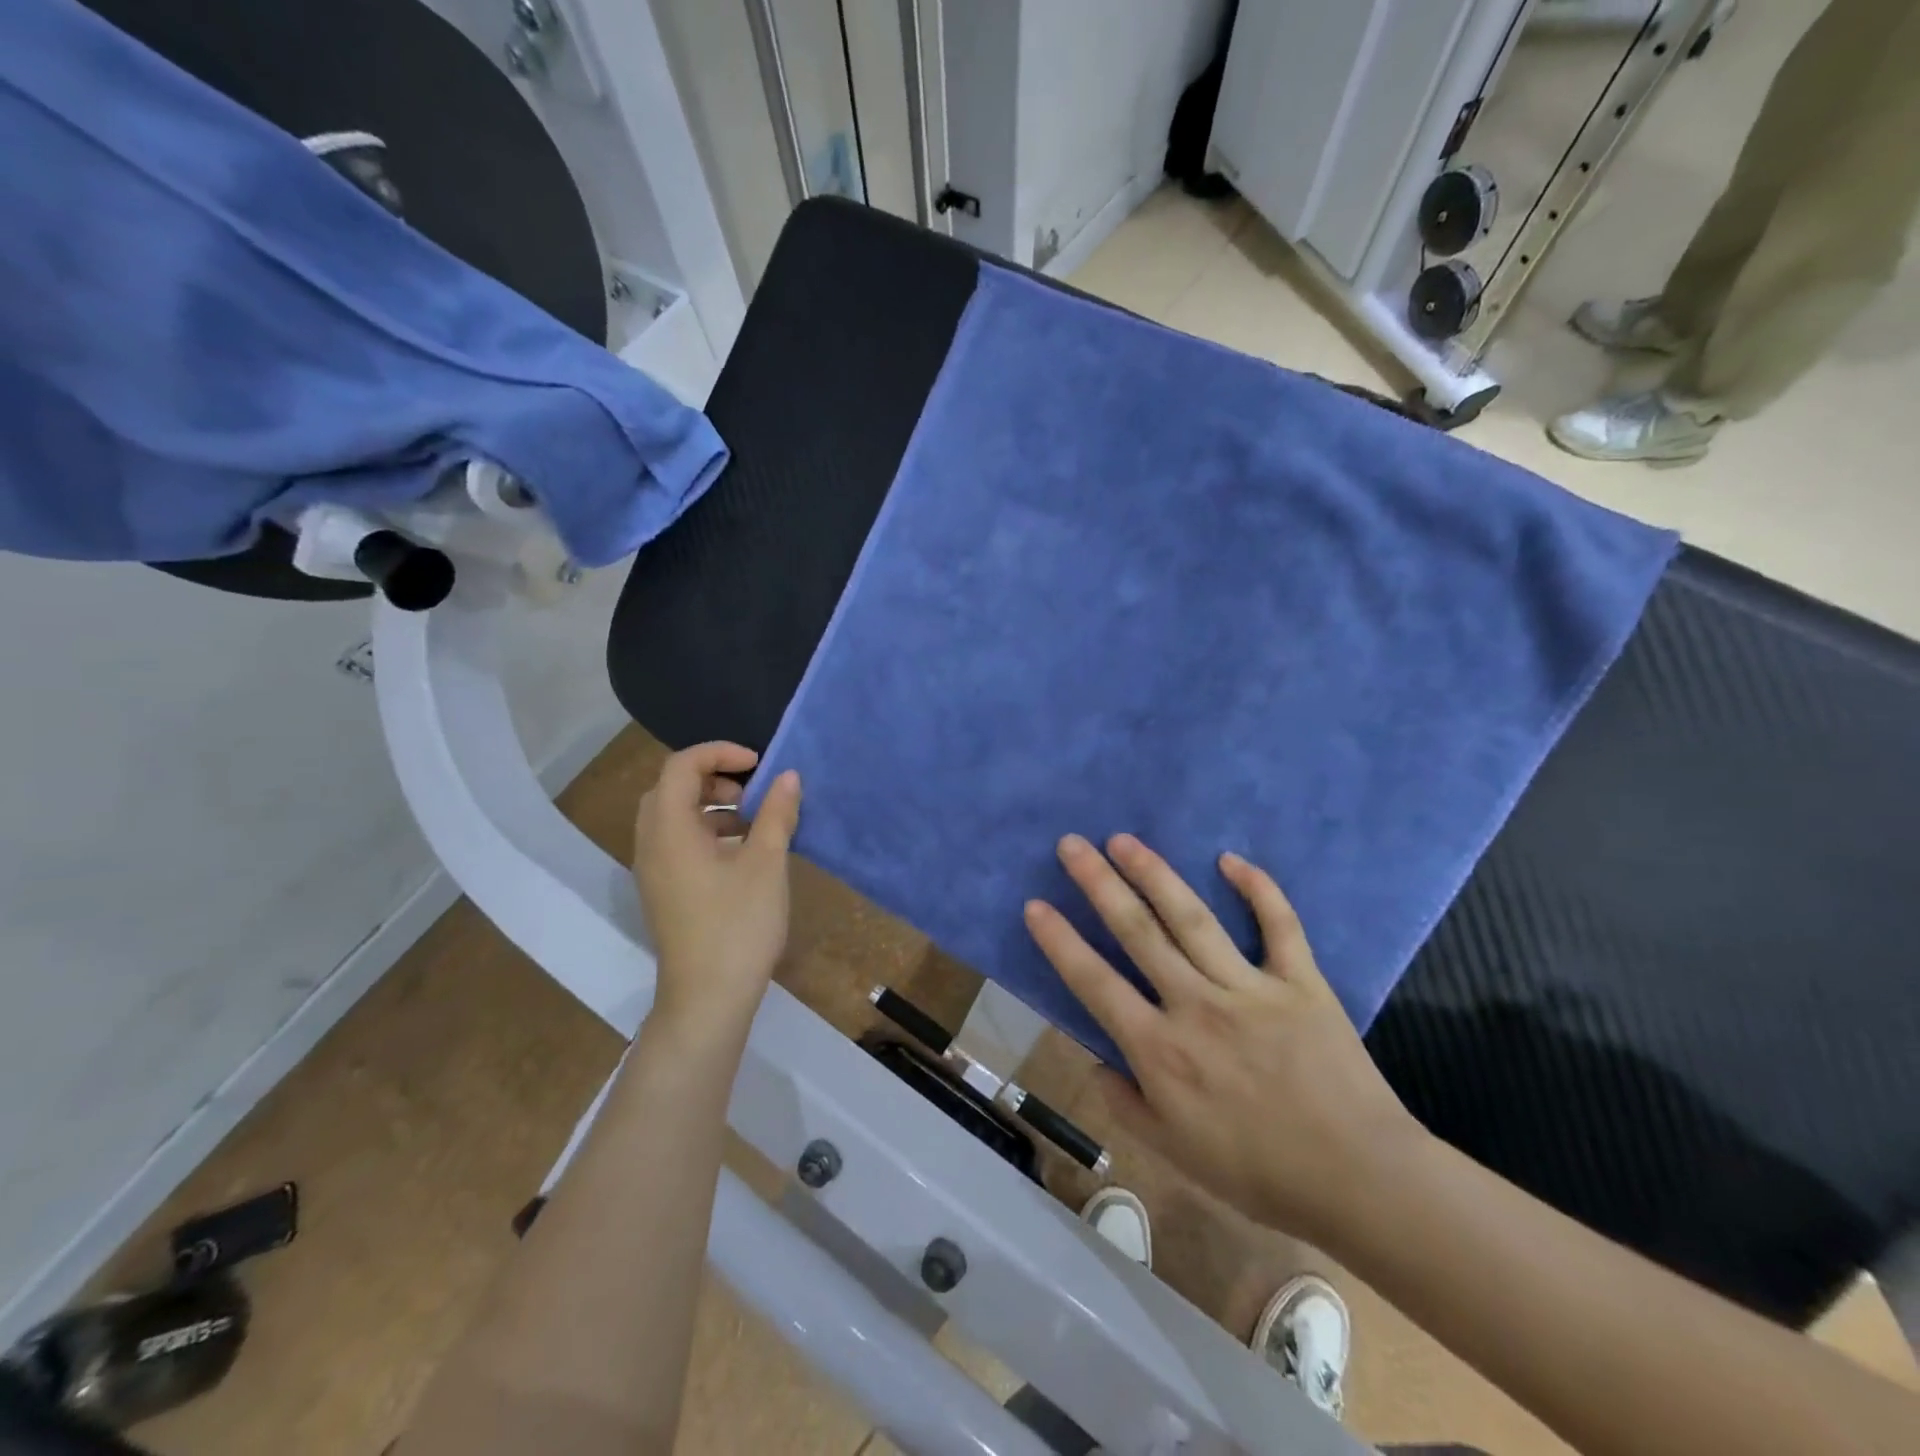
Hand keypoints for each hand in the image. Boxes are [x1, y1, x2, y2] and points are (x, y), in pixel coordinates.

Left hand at [632, 743, 801, 1036]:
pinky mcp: (663, 891)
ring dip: (711, 806)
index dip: (720, 753)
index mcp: (669, 829)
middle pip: (671, 788)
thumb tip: (788, 776)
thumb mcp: (766, 863)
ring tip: (754, 822)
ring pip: (673, 817)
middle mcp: (651, 843)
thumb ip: (776, 813)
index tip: (759, 764)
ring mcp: (653, 870)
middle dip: (714, 779)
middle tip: (752, 792)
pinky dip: (706, 832)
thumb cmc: (738, 924)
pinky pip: (677, 842)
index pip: (681, 766)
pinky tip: (742, 853)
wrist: (708, 998)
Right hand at [1025, 834, 1424, 1243]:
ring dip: (1154, 873)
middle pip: (1138, 931)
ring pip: (1192, 917)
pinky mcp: (1300, 981)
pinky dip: (1258, 889)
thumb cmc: (1259, 1172)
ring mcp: (1250, 988)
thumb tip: (1094, 1060)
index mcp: (1160, 1050)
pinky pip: (1278, 925)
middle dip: (1099, 883)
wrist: (1359, 1180)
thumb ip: (1124, 1104)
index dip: (1060, 941)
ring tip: (1123, 840)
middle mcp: (1196, 1005)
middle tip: (1072, 844)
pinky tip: (1230, 858)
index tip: (1035, 904)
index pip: (1095, 982)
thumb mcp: (1174, 1153)